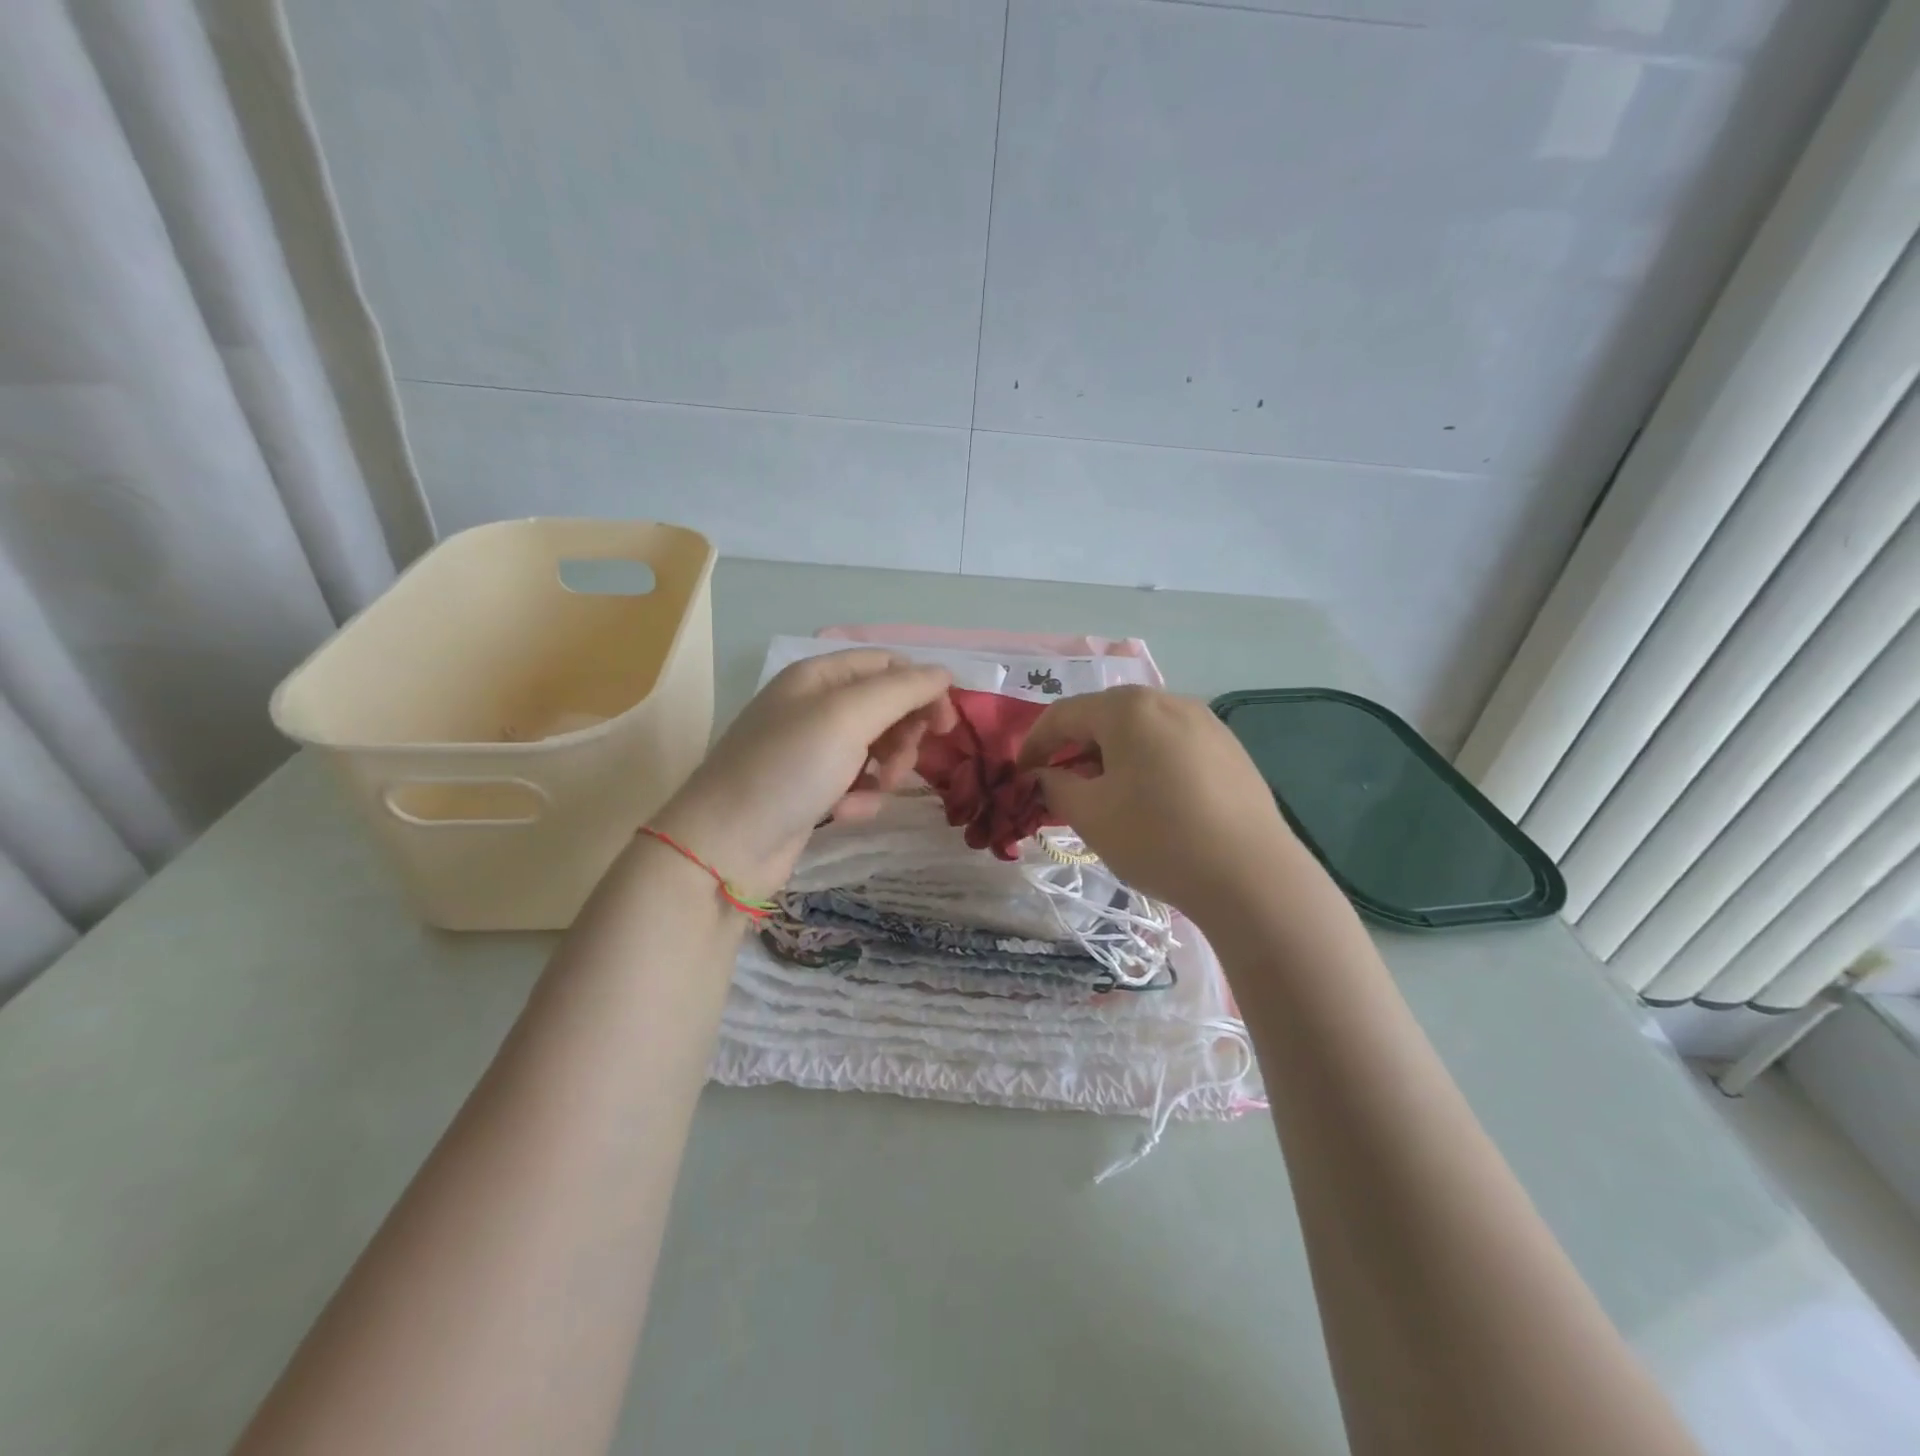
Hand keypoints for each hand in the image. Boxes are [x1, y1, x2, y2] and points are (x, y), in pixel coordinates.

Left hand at [651, 650, 956, 896]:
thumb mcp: (847, 718)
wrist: (725, 847)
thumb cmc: (787, 770)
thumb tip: (944, 673)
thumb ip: (901, 691)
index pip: (888, 665)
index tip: (946, 726)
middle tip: (902, 764)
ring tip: (872, 792)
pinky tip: (843, 815)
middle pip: (886, 707)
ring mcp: (811, 750)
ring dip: (885, 771)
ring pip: (877, 748)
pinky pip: (857, 784)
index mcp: (818, 676)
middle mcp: (814, 706)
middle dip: (903, 735)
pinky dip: (860, 798)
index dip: (922, 688)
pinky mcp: (811, 790)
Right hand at [1017, 686, 1294, 918]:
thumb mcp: (1090, 815)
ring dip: (1111, 756)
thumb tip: (1042, 776)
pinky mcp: (1230, 749)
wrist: (1251, 875)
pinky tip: (1151, 800)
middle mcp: (1168, 701)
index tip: (1021, 776)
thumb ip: (1054, 786)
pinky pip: (1172, 745)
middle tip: (1060, 786)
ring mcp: (1205, 722)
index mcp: (1128, 708)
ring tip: (1104, 795)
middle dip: (1074, 748)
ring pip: (1141, 730)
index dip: (1034, 744)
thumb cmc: (1157, 838)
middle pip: (1104, 716)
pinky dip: (1147, 763)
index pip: (1063, 715)